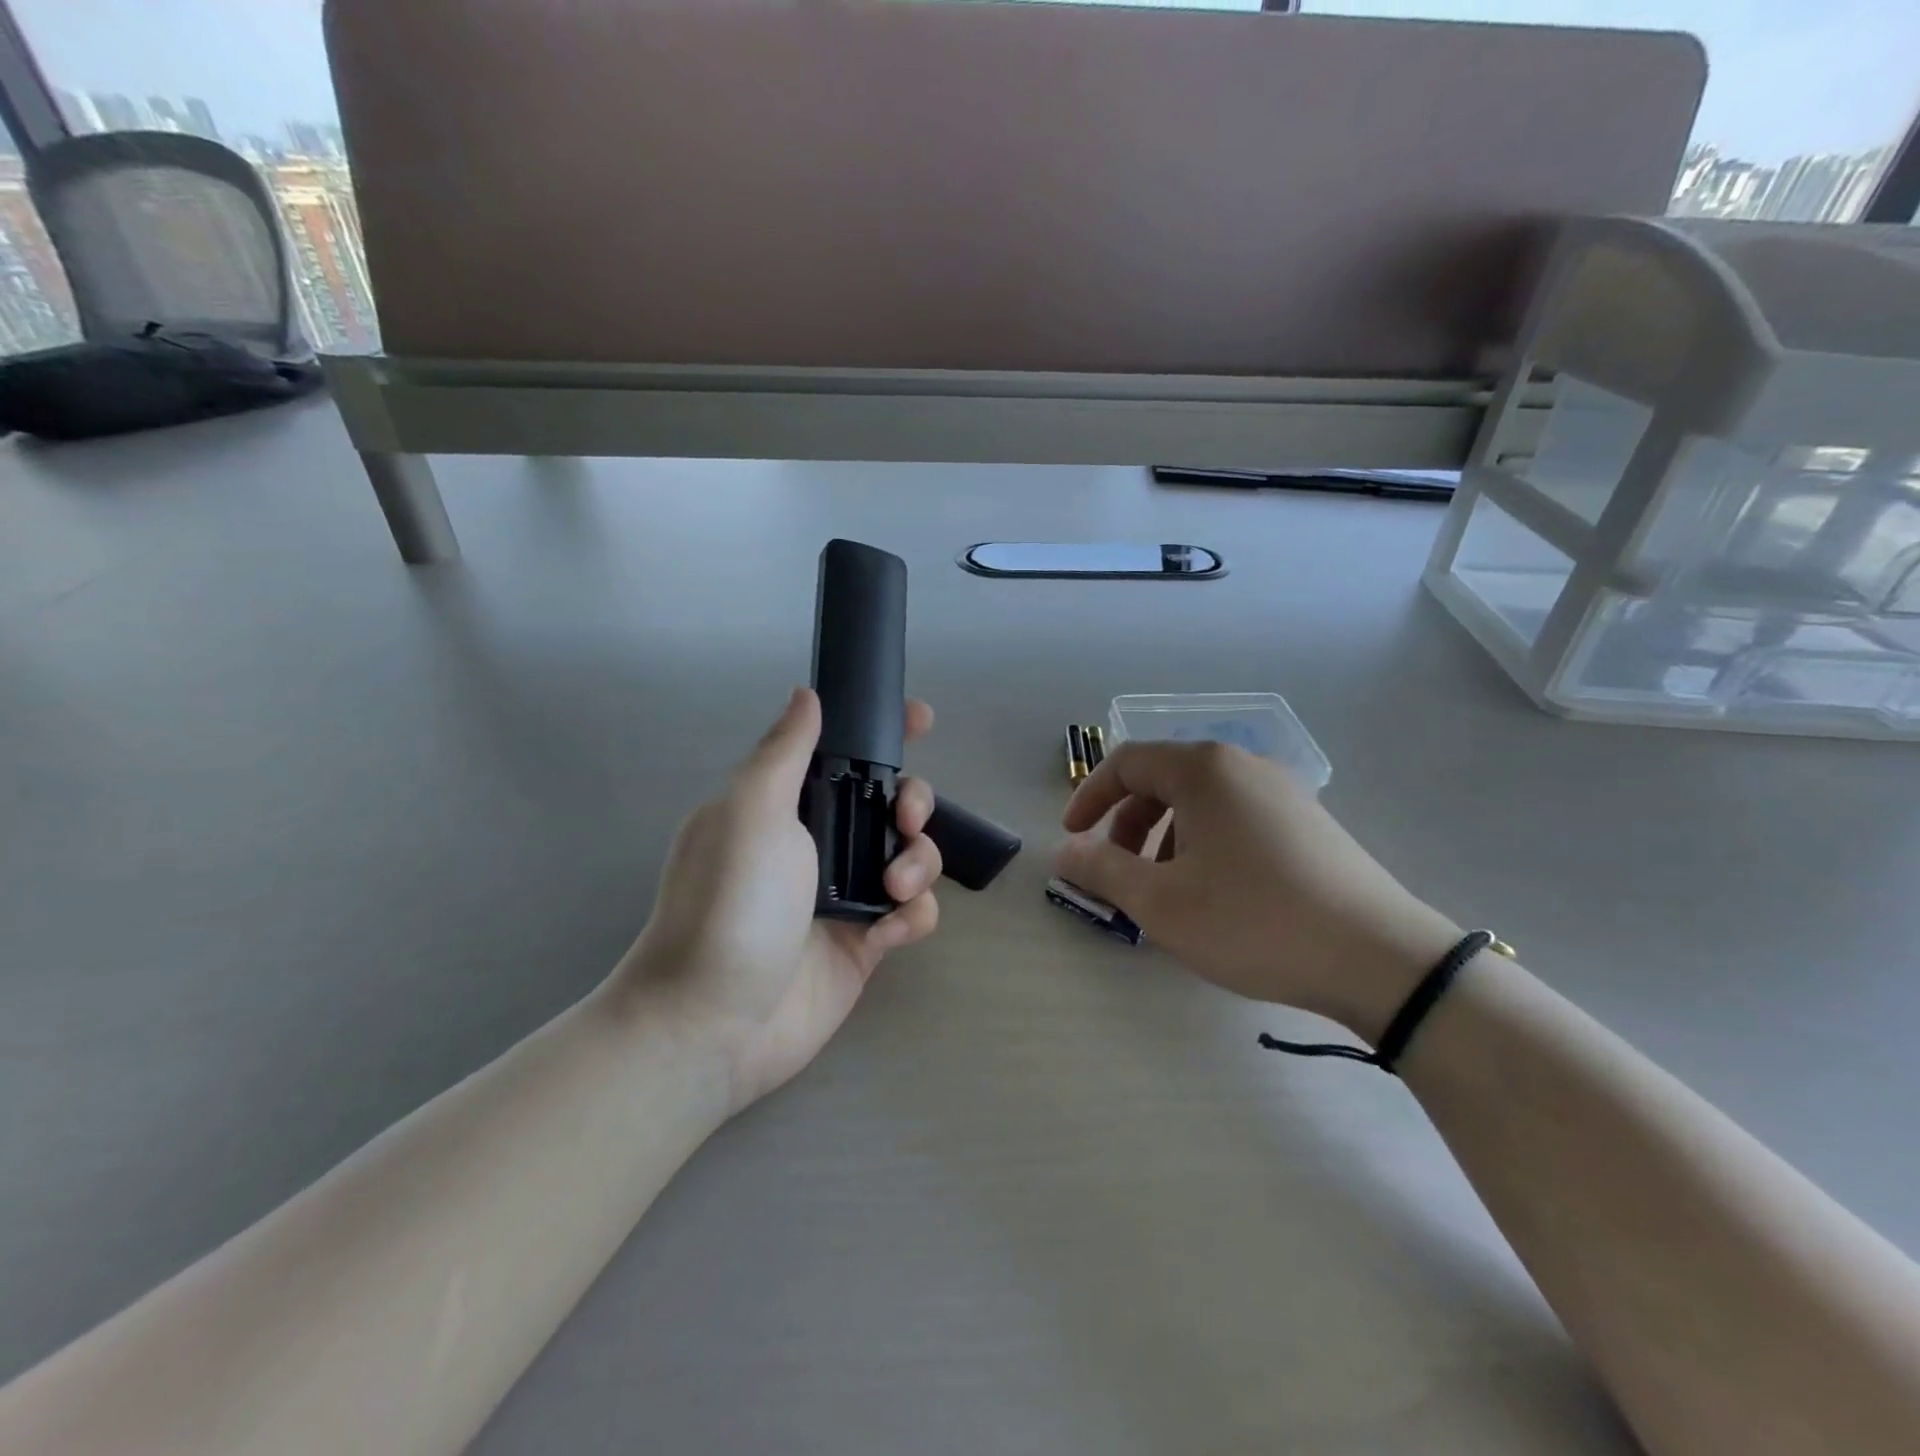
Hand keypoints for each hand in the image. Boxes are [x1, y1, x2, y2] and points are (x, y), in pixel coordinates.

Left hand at [620, 688, 941, 1111]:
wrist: (713, 1023)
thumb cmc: (730, 905)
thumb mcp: (750, 813)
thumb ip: (784, 751)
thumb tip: (806, 694)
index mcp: (786, 805)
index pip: (841, 752)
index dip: (883, 732)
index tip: (920, 719)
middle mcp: (817, 844)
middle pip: (889, 803)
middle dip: (913, 801)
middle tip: (907, 817)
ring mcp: (844, 894)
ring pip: (910, 855)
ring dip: (919, 861)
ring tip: (893, 887)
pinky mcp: (864, 941)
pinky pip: (912, 913)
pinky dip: (913, 915)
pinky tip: (888, 931)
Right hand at [1055, 741, 1460, 1041]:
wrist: (1379, 958)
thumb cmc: (1253, 921)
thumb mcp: (1161, 902)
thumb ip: (1102, 870)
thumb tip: (1065, 852)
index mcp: (1203, 770)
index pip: (1126, 762)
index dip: (1089, 797)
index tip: (1072, 838)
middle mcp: (1242, 765)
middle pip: (1162, 779)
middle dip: (1126, 823)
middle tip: (1116, 871)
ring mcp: (1282, 791)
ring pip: (1200, 801)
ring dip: (1164, 837)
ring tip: (1164, 889)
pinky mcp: (1307, 821)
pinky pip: (1234, 817)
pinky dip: (1203, 843)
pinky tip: (1213, 892)